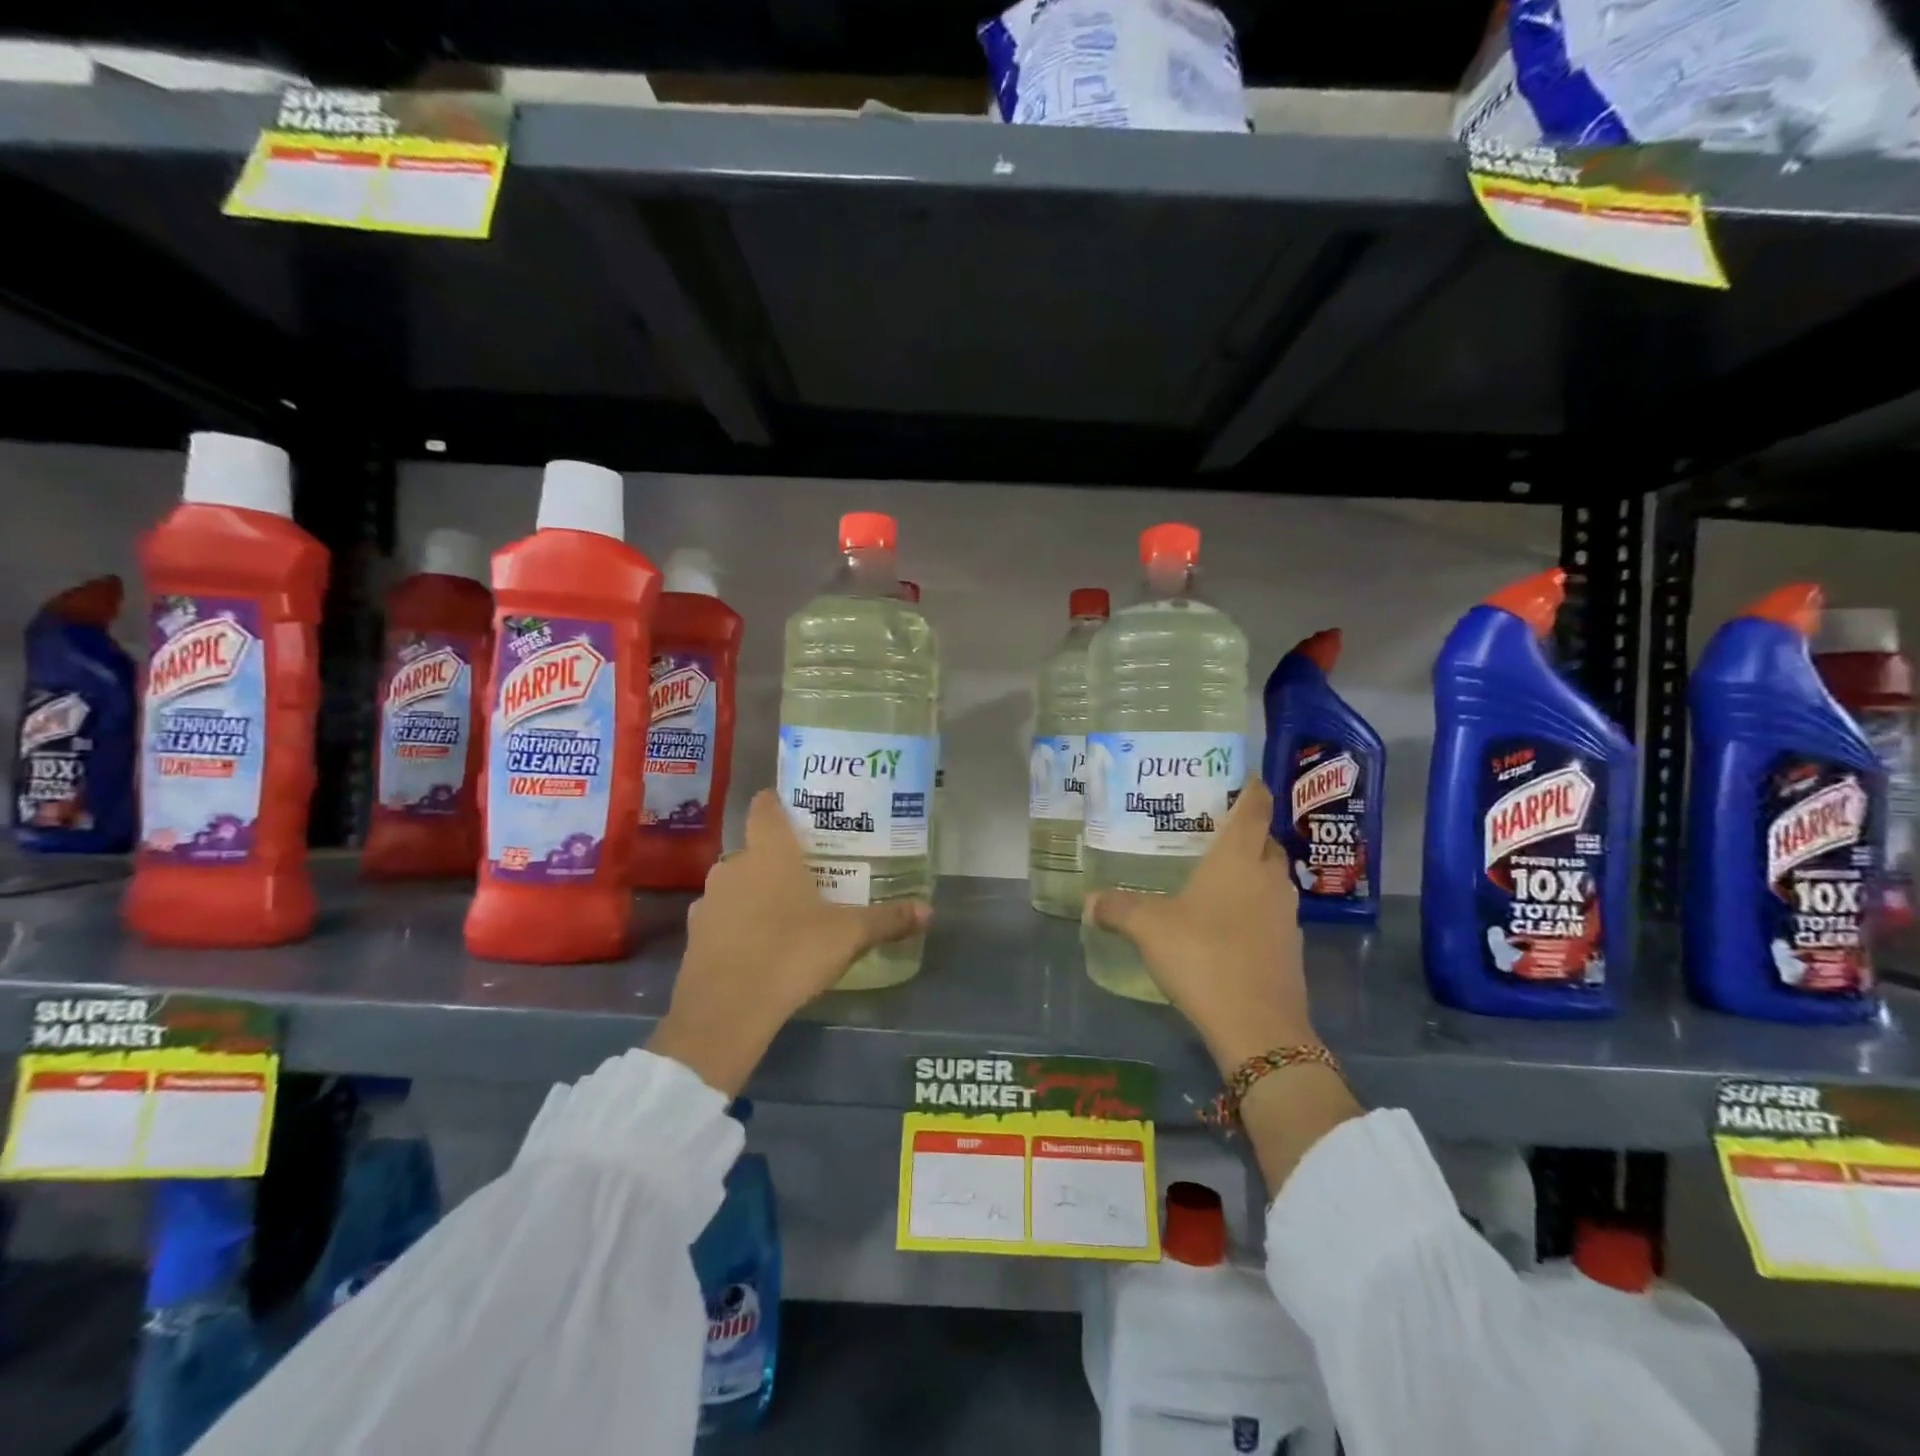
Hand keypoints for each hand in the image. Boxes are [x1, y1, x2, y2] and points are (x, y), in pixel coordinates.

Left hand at [648, 790, 929, 1094]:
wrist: (726, 1011)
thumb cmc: (791, 953)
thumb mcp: (849, 936)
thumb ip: (887, 920)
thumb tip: (929, 910)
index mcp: (769, 852)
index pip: (765, 806)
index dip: (778, 802)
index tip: (798, 810)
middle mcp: (733, 866)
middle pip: (754, 848)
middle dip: (777, 857)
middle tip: (808, 871)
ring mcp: (709, 900)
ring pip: (736, 883)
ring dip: (756, 891)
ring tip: (785, 910)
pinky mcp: (695, 934)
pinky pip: (722, 916)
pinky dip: (738, 922)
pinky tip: (758, 944)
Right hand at [1091, 778, 1359, 1194]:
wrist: (1258, 1026)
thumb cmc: (1202, 956)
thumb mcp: (1149, 927)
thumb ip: (1118, 908)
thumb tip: (1089, 901)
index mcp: (1238, 859)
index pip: (1254, 807)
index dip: (1252, 787)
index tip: (1243, 775)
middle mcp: (1268, 877)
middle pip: (1266, 842)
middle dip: (1247, 833)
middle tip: (1212, 831)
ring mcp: (1285, 914)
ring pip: (1271, 879)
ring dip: (1252, 872)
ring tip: (1216, 877)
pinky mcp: (1290, 947)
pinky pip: (1272, 912)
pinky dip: (1254, 908)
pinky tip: (1227, 924)